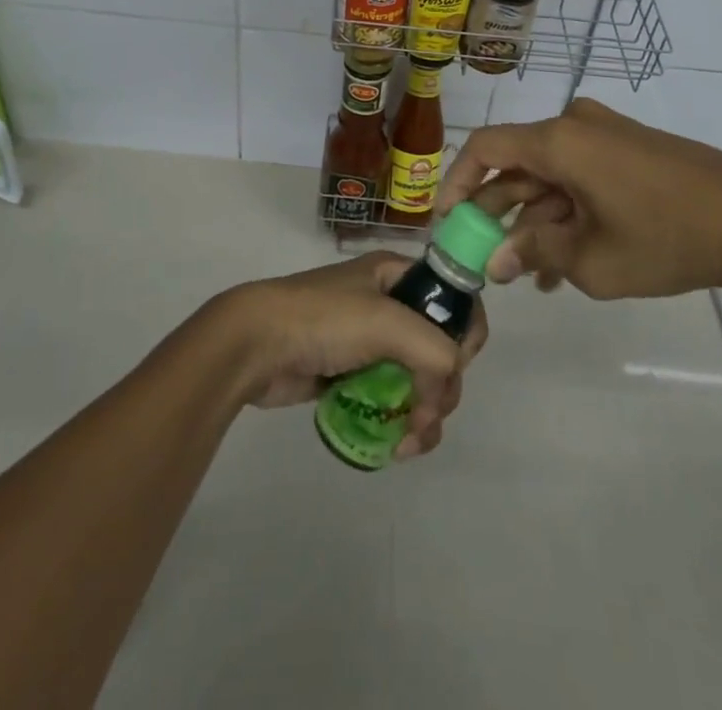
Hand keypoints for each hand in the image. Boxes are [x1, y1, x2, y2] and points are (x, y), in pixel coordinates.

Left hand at [208, 254, 488, 459]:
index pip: (455, 297)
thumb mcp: (386, 321)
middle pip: (442, 348)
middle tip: (427, 415)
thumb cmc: (322, 320)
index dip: (465, 331)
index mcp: (398, 275)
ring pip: (421, 381)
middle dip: (443, 388)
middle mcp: (390, 304)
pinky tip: (396, 446)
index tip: (457, 363)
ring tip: (409, 443)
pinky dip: (403, 423)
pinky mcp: (354, 376)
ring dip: (427, 415)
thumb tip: (446, 386)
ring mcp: (372, 342)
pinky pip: (394, 400)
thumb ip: (434, 350)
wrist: (255, 345)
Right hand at [434, 97, 721, 299]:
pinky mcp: (629, 147)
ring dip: (537, 219)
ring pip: (551, 175)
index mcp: (557, 141)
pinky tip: (568, 259)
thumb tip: (496, 264)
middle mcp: (575, 125)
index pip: (485, 149)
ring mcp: (605, 134)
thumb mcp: (592, 260)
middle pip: (518, 165)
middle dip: (500, 214)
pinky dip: (567, 210)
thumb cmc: (665, 236)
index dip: (458, 183)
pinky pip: (580, 175)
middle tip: (489, 258)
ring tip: (534, 275)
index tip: (448, 222)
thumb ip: (535, 255)